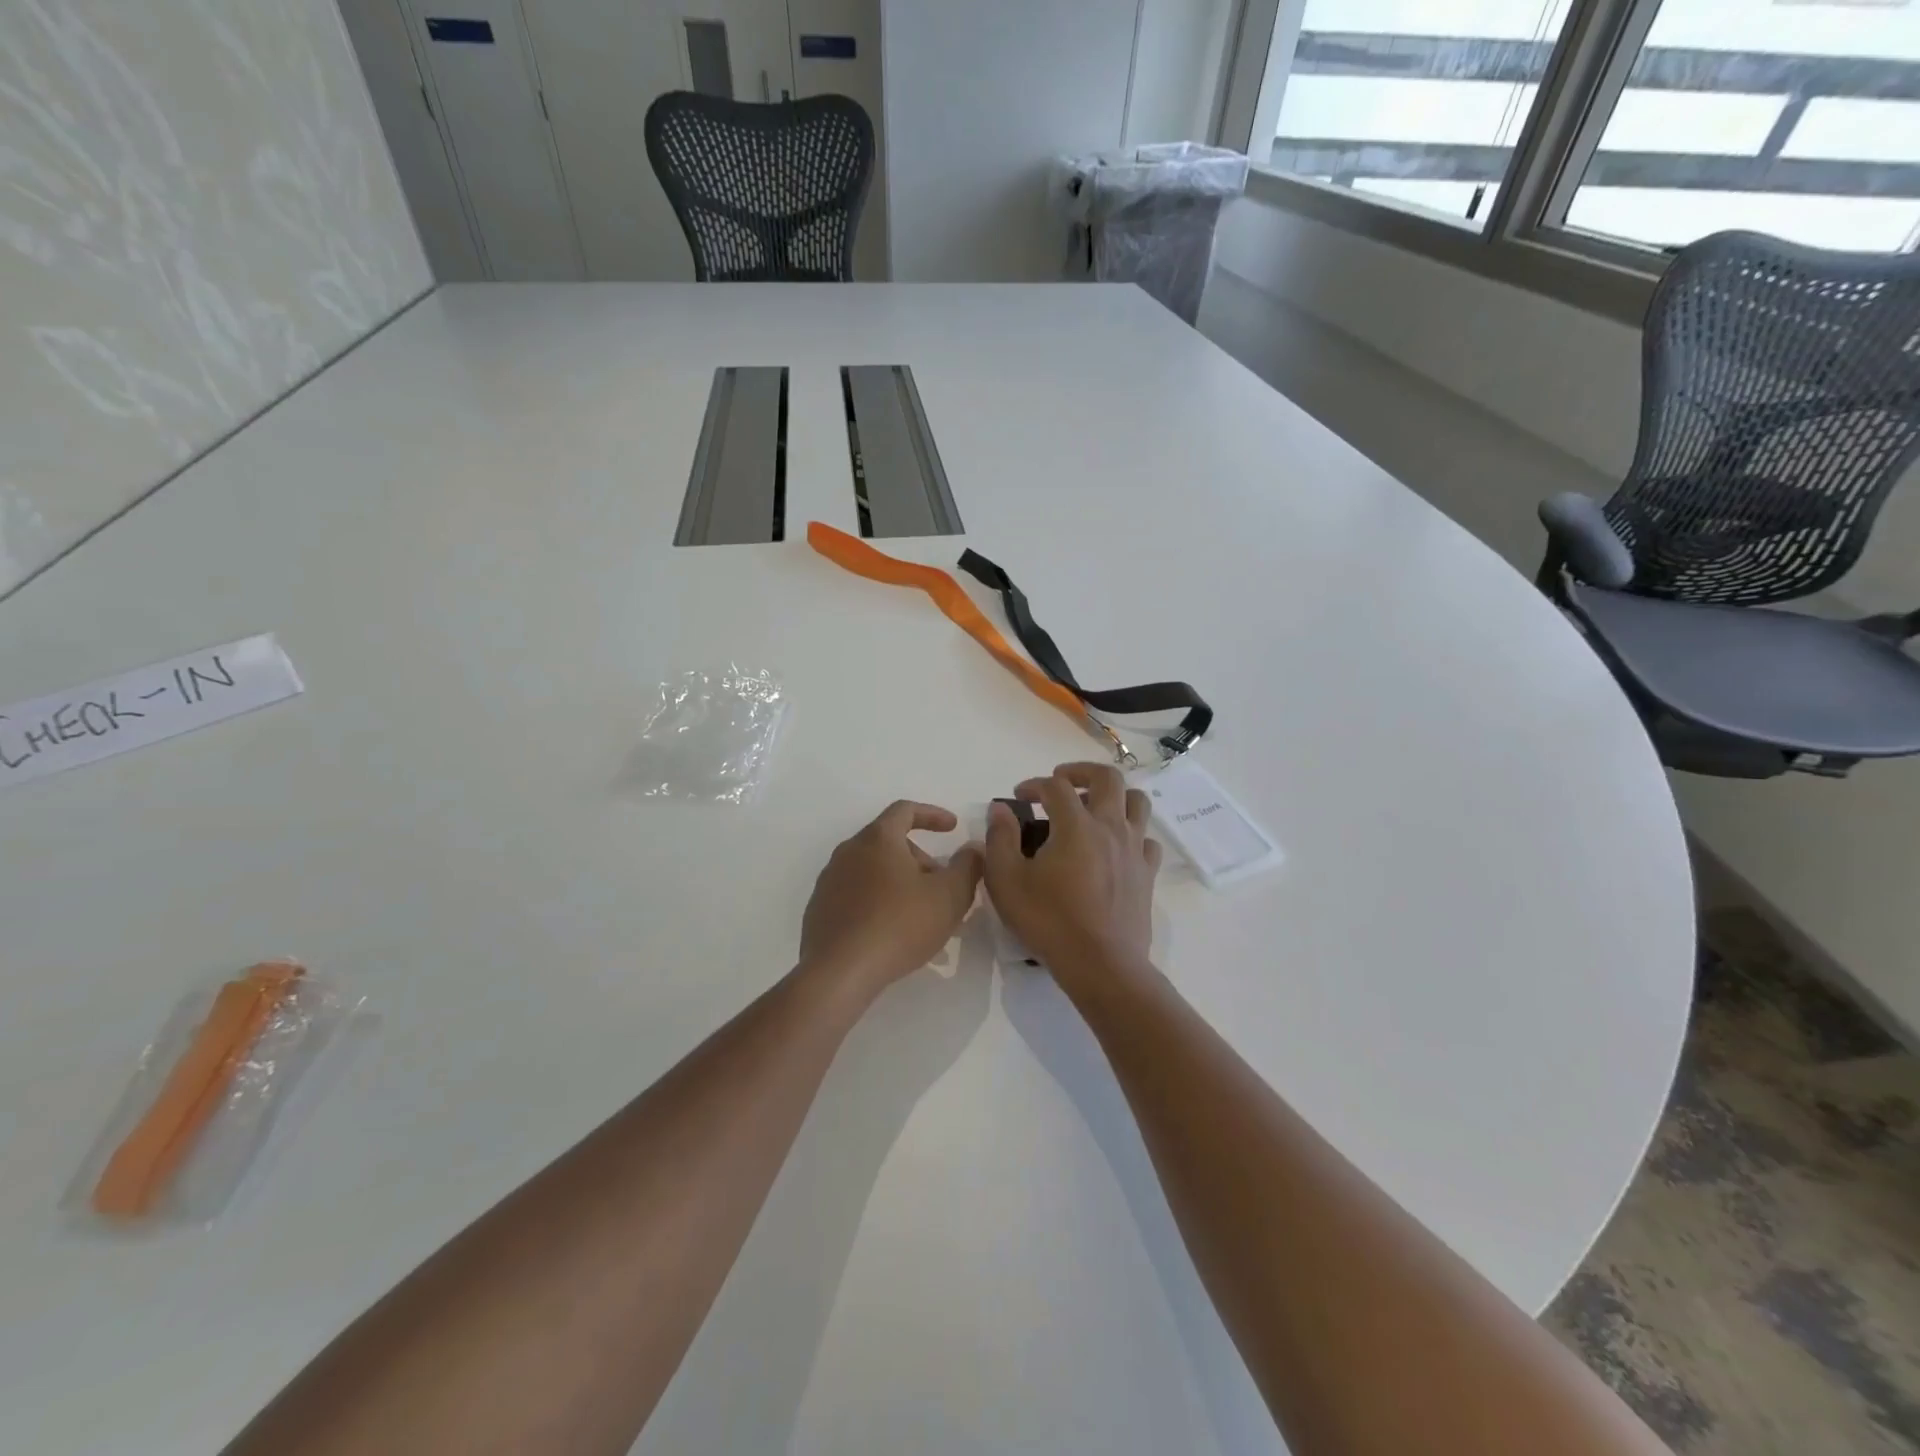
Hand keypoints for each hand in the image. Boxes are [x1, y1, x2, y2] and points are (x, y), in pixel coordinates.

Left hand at [800, 801, 983, 996]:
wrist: (839, 972)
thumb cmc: (899, 925)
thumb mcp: (949, 895)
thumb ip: (968, 866)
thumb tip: (973, 848)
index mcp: (878, 839)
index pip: (905, 810)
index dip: (933, 815)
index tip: (953, 828)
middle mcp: (849, 851)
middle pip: (889, 842)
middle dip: (920, 859)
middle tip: (942, 886)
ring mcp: (830, 881)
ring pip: (874, 871)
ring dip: (902, 884)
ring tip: (923, 916)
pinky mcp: (820, 910)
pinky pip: (857, 895)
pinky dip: (880, 902)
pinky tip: (894, 934)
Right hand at [984, 763, 1161, 986]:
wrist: (1102, 965)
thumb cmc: (1049, 922)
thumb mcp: (1007, 882)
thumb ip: (1000, 839)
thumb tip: (1001, 810)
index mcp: (1076, 825)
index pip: (1056, 786)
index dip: (1034, 785)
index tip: (1019, 797)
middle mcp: (1111, 827)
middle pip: (1108, 778)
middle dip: (1081, 772)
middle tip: (1060, 781)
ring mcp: (1134, 849)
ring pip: (1137, 801)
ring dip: (1114, 795)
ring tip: (1093, 807)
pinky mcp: (1147, 873)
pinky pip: (1146, 839)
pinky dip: (1131, 832)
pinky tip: (1114, 847)